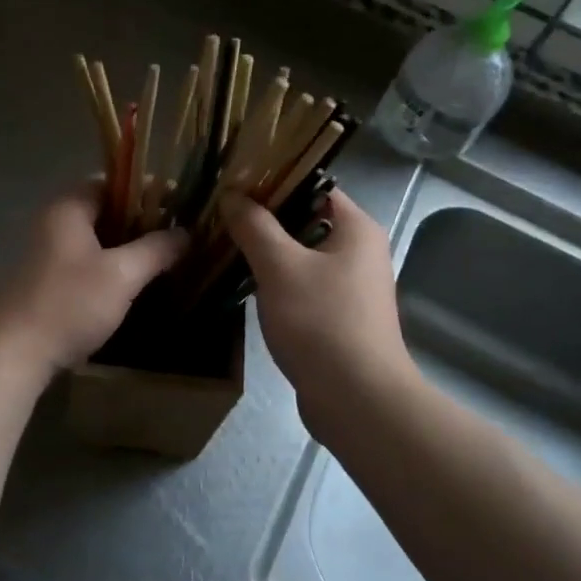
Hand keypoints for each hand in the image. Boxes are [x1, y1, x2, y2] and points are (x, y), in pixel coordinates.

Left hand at [0, 185, 186, 370]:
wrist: (14, 353)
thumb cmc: (69, 303)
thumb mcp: (122, 275)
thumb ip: (156, 249)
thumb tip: (186, 233)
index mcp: (68, 208)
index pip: (112, 182)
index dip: (147, 189)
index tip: (179, 203)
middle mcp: (54, 222)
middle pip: (105, 210)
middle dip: (142, 219)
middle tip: (177, 232)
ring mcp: (47, 253)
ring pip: (97, 238)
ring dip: (128, 245)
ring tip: (163, 257)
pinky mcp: (47, 281)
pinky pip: (87, 261)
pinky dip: (111, 265)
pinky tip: (134, 282)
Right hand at [224, 189, 417, 426]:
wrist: (356, 400)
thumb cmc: (321, 322)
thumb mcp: (279, 267)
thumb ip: (254, 226)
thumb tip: (232, 194)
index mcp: (357, 229)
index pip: (314, 185)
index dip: (275, 181)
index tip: (234, 183)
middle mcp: (360, 252)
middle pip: (306, 221)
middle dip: (264, 219)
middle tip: (221, 215)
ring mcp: (351, 287)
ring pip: (302, 257)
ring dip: (267, 253)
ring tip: (224, 246)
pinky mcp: (339, 318)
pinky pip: (303, 287)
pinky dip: (277, 283)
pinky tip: (245, 287)